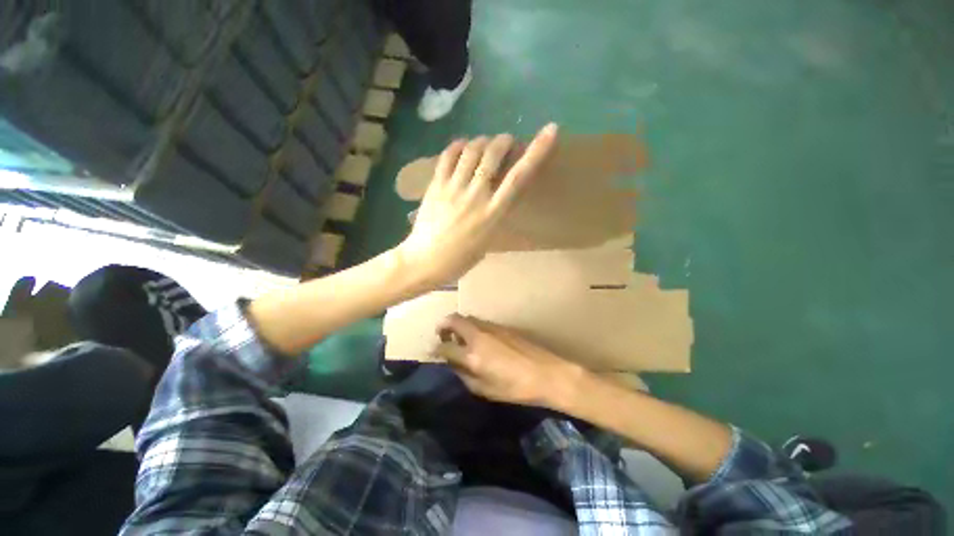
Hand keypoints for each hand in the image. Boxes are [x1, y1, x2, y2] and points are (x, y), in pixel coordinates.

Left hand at [396, 124, 558, 287]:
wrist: (425, 261)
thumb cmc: (460, 259)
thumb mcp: (487, 240)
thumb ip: (493, 215)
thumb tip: (495, 197)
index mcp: (493, 213)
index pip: (519, 177)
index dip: (536, 152)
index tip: (550, 131)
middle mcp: (476, 195)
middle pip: (492, 154)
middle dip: (503, 141)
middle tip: (505, 142)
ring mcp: (453, 188)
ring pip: (470, 150)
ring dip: (482, 141)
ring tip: (483, 145)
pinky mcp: (435, 185)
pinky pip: (447, 156)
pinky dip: (457, 146)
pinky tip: (462, 147)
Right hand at [433, 314, 583, 407]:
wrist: (547, 373)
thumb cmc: (515, 388)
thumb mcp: (485, 390)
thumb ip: (464, 375)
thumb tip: (453, 364)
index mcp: (473, 355)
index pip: (445, 346)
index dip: (435, 348)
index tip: (432, 351)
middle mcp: (479, 335)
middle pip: (453, 320)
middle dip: (443, 325)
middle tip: (442, 335)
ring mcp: (491, 327)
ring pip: (467, 318)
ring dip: (458, 324)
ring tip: (459, 337)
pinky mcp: (502, 325)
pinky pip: (480, 321)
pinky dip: (472, 326)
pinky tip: (478, 339)